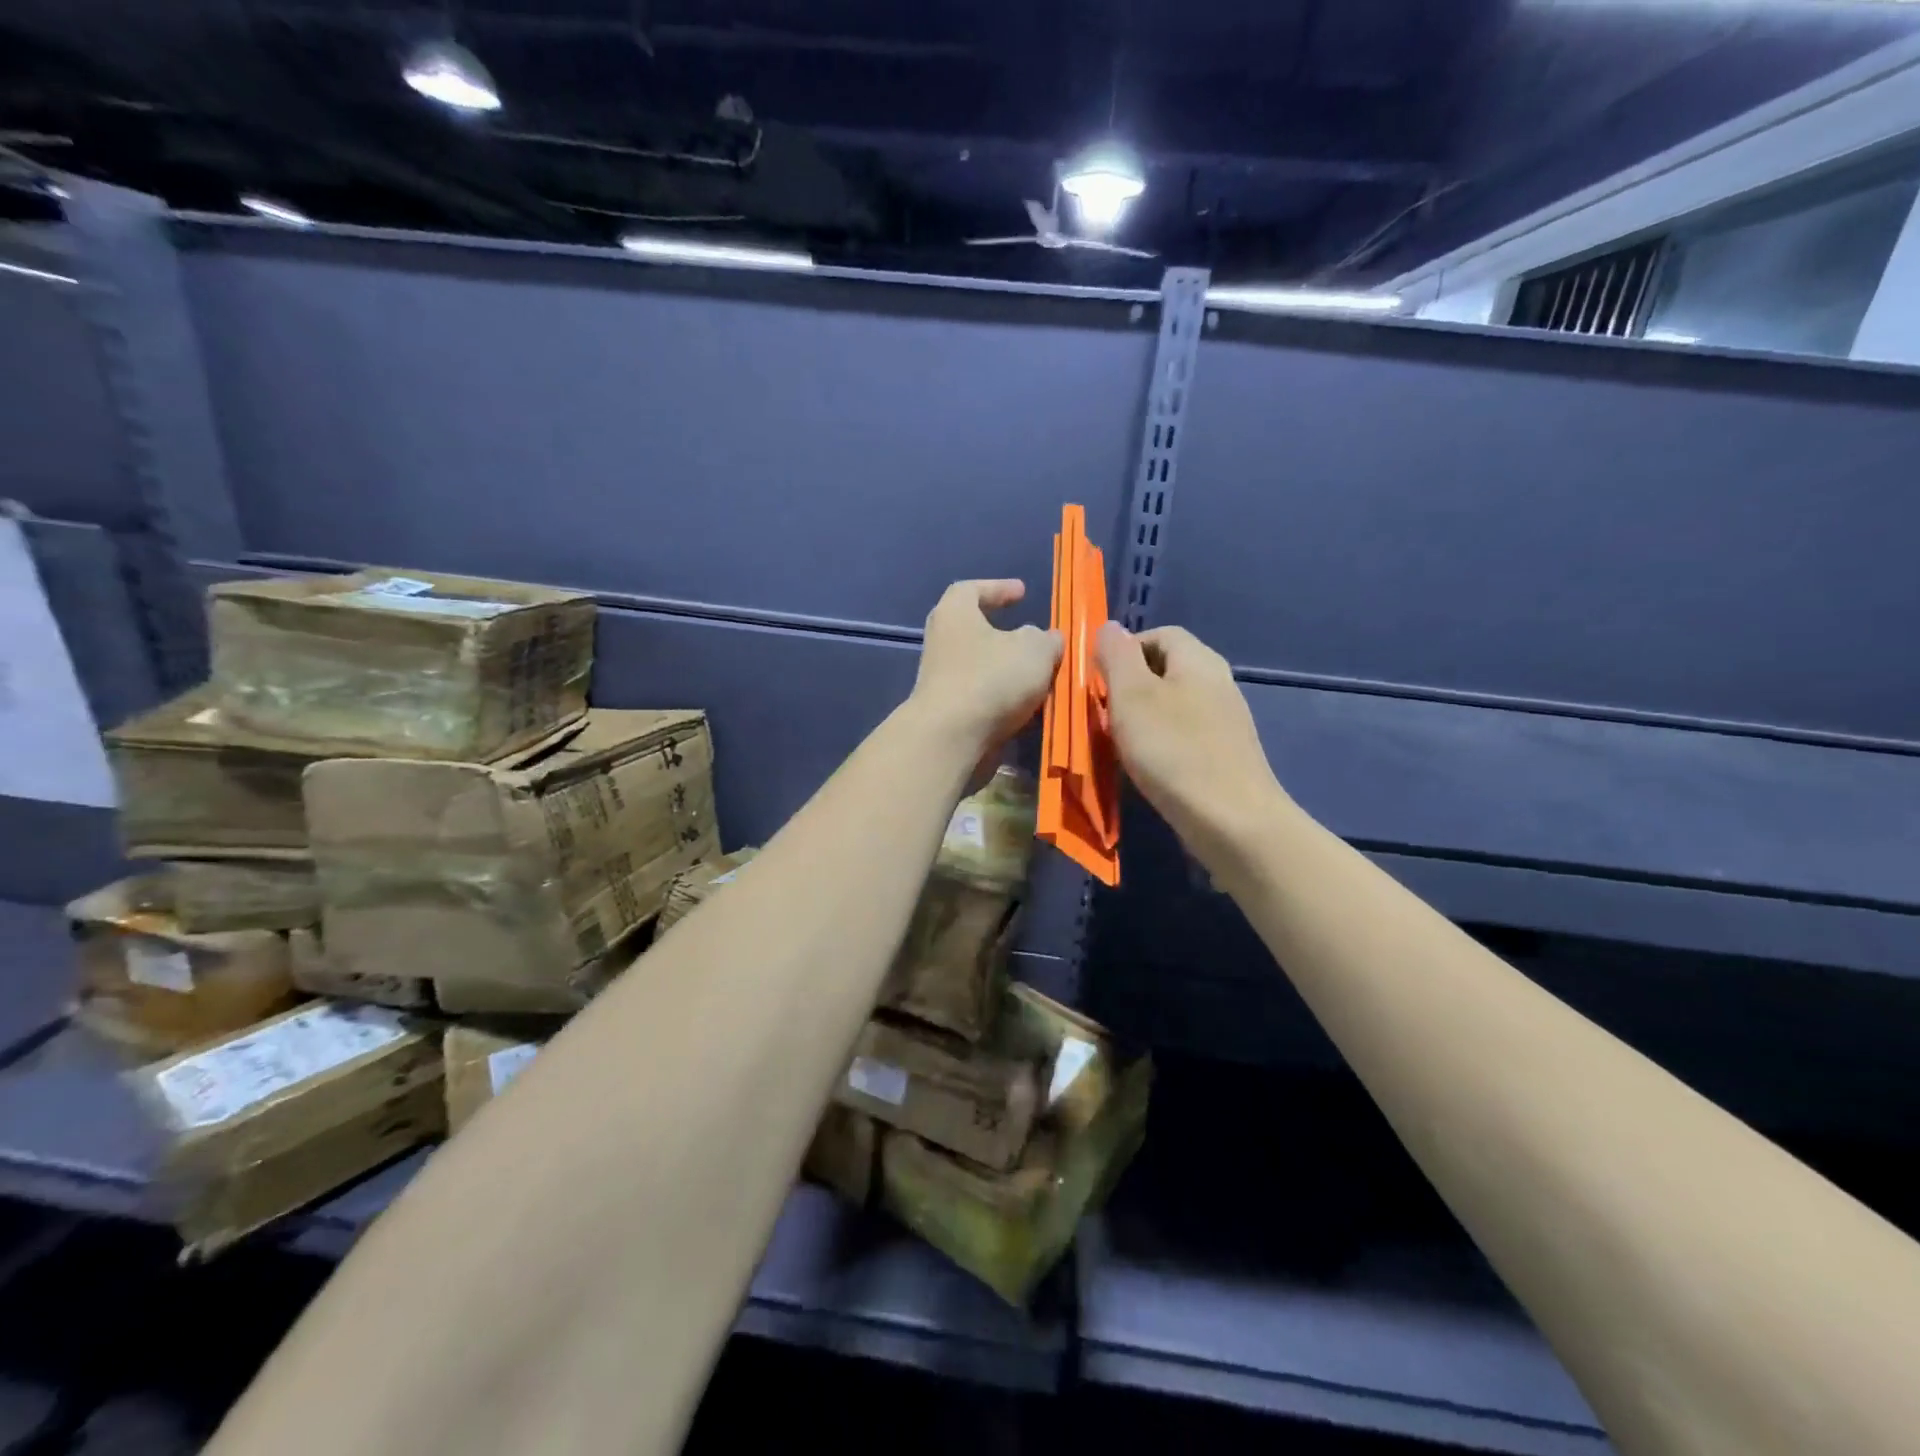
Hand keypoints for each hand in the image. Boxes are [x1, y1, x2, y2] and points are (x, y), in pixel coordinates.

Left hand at [910, 580, 1062, 755]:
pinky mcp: (948, 713)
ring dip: (1010, 672)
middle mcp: (942, 643)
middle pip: (976, 631)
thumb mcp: (1035, 650)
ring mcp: (942, 681)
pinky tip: (1030, 710)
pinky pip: (983, 699)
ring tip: (1042, 679)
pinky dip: (1005, 701)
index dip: (998, 588)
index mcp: (955, 614)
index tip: (1021, 592)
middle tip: (1033, 638)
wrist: (952, 739)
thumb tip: (1046, 640)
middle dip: (1007, 636)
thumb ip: (1046, 640)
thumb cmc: (991, 678)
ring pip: (983, 669)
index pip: (971, 589)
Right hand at [1097, 622, 1286, 868]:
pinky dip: (1160, 743)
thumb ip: (1118, 656)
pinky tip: (1147, 767)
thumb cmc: (1174, 751)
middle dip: (1129, 687)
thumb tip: (1110, 626)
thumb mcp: (1133, 696)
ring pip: (1172, 705)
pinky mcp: (1224, 754)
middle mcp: (1217, 682)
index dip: (1124, 649)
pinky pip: (1183, 735)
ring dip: (1141, 718)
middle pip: (1165, 669)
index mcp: (1198, 660)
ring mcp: (1224, 720)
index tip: (1098, 680)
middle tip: (1103, 714)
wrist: (1232, 822)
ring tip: (1119, 743)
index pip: (1158, 634)